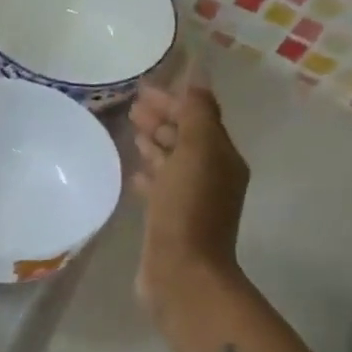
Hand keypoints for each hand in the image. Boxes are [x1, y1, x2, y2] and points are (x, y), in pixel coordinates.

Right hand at [130, 79, 249, 316]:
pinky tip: (132, 172)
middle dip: (162, 119)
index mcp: (221, 157)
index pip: (198, 116)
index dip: (173, 100)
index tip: (141, 88)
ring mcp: (190, 199)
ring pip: (171, 161)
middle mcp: (210, 175)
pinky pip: (159, 187)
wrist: (182, 273)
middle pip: (185, 137)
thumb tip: (197, 77)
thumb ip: (196, 113)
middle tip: (131, 108)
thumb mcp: (196, 153)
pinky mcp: (169, 220)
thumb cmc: (188, 209)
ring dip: (154, 143)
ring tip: (130, 132)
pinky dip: (148, 174)